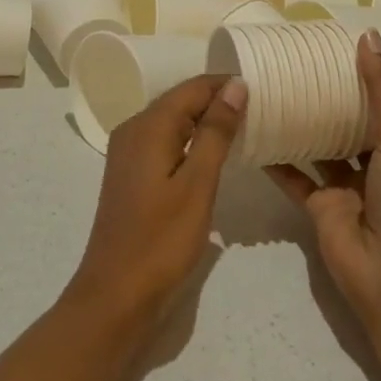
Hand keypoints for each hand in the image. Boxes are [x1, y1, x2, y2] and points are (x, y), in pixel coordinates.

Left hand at [66, 75, 245, 325]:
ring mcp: (128, 152)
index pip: (193, 88)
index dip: (227, 85)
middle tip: (262, 110)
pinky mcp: (131, 174)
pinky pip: (165, 142)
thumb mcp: (197, 184)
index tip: (264, 91)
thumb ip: (216, 131)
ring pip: (173, 122)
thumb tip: (235, 85)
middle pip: (181, 101)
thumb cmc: (162, 239)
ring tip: (246, 129)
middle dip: (218, 101)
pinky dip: (191, 142)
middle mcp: (133, 129)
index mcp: (148, 125)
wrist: (116, 295)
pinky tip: (213, 156)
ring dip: (206, 122)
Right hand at [266, 31, 380, 318]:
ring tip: (269, 89)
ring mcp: (343, 187)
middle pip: (346, 123)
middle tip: (293, 63)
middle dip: (325, 98)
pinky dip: (275, 158)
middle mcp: (372, 164)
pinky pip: (292, 176)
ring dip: (299, 123)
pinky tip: (253, 132)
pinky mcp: (316, 208)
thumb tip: (368, 34)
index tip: (331, 47)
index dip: (360, 76)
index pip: (379, 102)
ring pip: (317, 147)